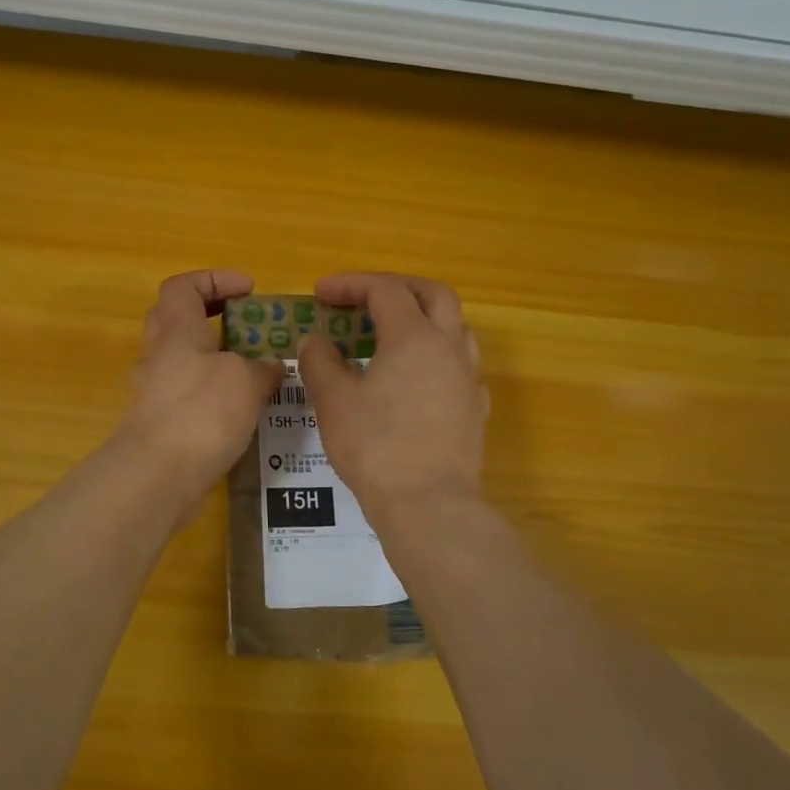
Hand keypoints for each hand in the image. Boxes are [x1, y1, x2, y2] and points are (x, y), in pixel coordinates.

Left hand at [114, 269, 281, 503]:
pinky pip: (187, 395)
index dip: (214, 279)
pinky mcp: (160, 424)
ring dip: (216, 359)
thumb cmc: (201, 412)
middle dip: (212, 316)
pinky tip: (242, 412)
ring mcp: (155, 392)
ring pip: (183, 360)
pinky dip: (213, 395)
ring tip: (256, 373)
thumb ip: (262, 368)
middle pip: (176, 319)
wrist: (157, 475)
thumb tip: (270, 367)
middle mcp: (160, 355)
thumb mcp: (245, 380)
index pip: (182, 286)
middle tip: (247, 326)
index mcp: (177, 330)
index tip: (248, 290)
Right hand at [298, 272, 486, 521]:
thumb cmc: (376, 448)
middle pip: (433, 294)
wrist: (429, 505)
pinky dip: (436, 355)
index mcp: (413, 337)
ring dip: (423, 318)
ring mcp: (468, 378)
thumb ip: (320, 362)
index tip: (321, 293)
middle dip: (398, 287)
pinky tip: (416, 378)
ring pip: (455, 327)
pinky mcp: (475, 408)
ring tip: (392, 334)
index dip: (351, 284)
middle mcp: (449, 347)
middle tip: (366, 297)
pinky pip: (460, 364)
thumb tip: (315, 341)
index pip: (384, 291)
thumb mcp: (334, 402)